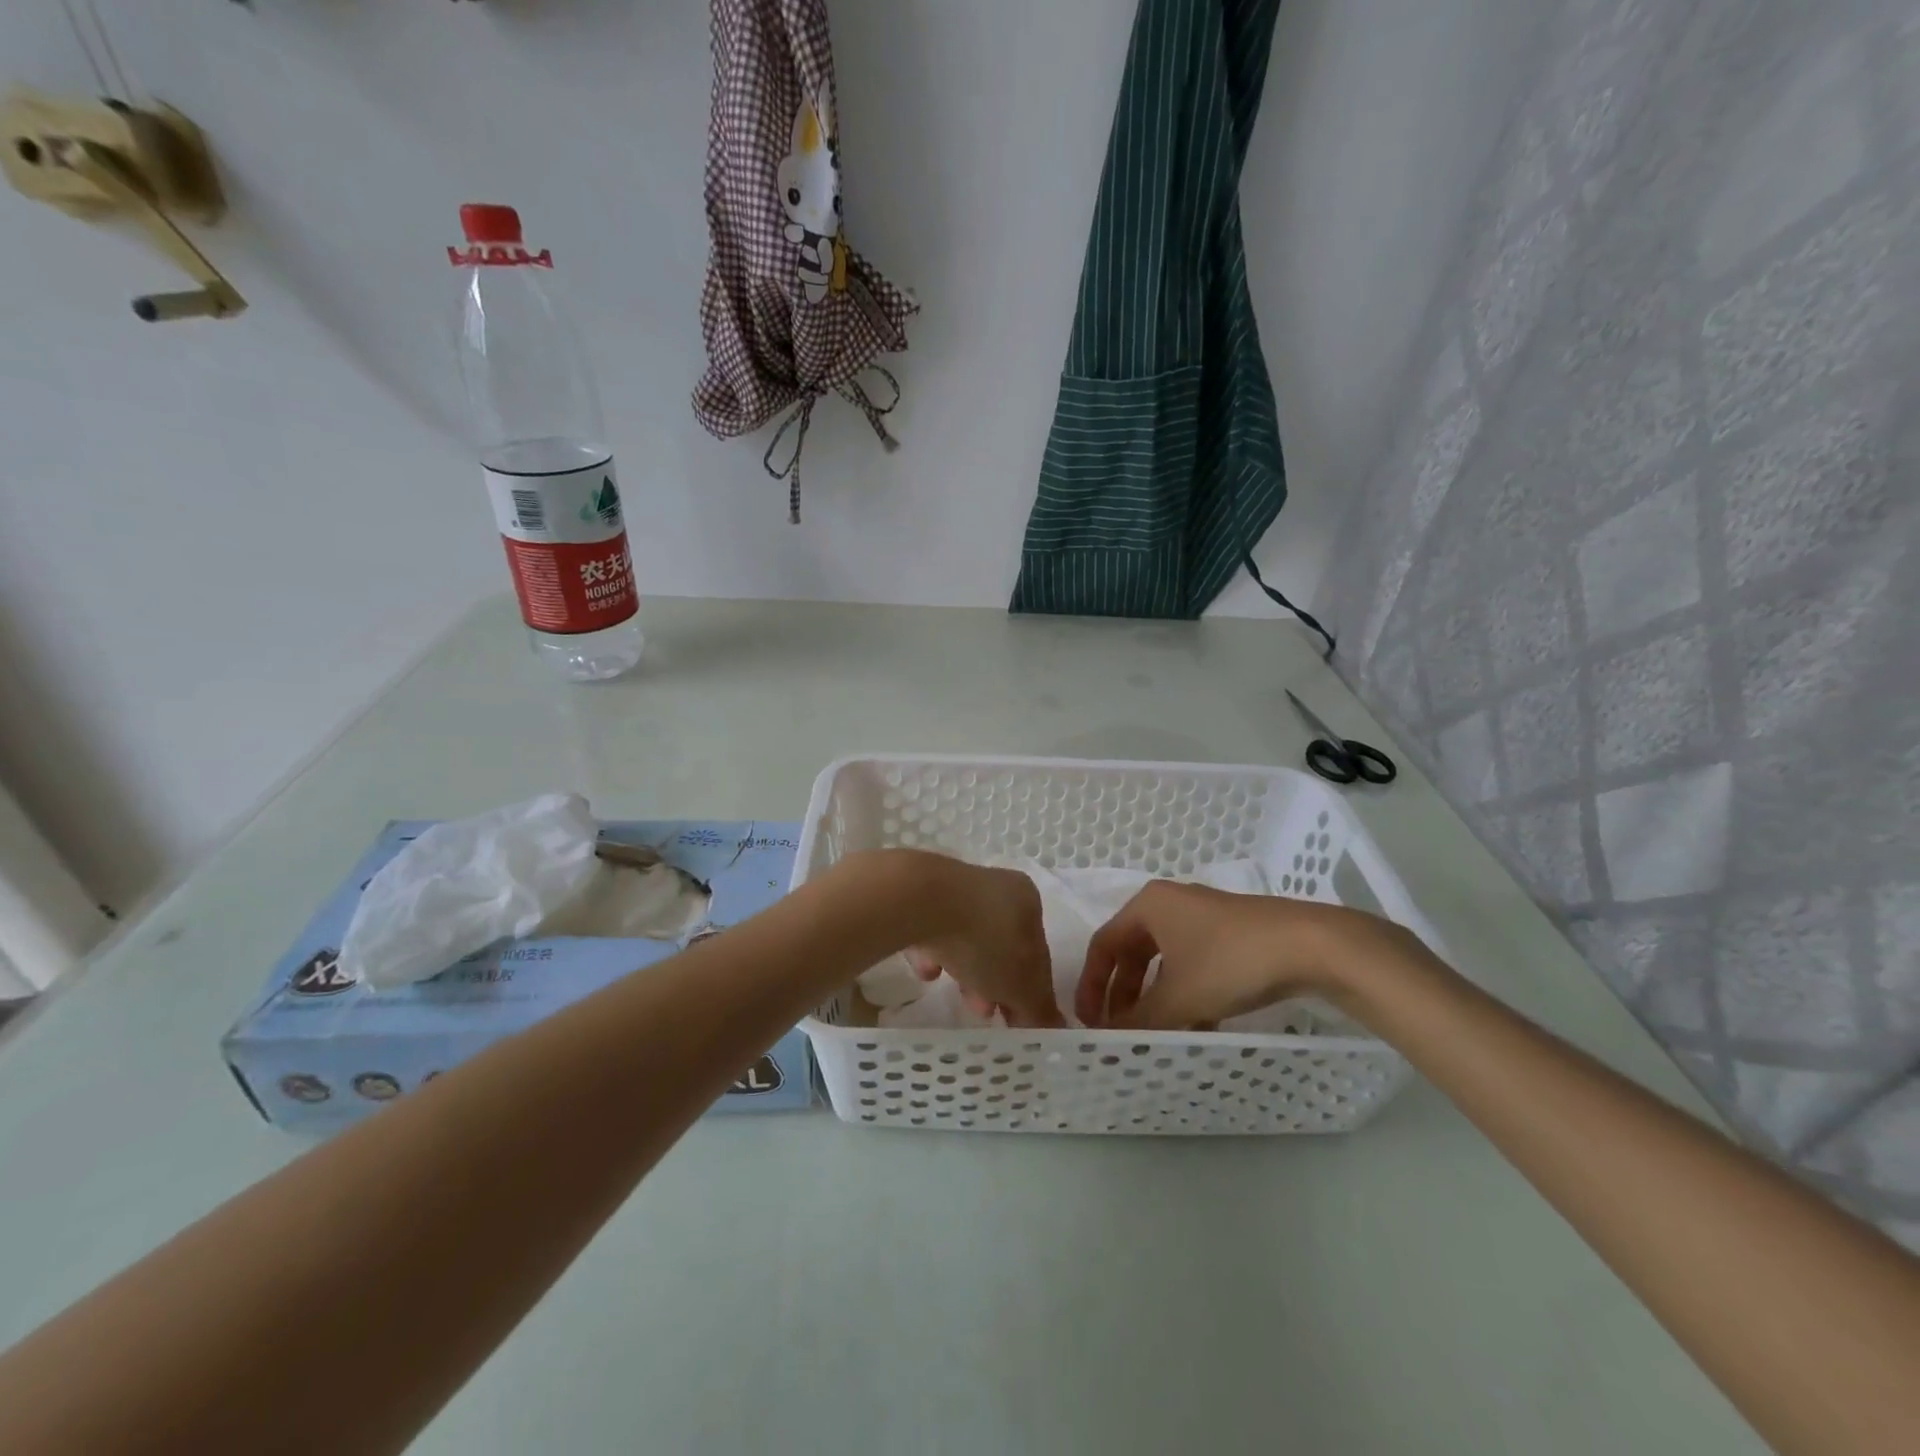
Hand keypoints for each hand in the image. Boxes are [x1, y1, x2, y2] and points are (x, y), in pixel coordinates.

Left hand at [897, 855, 1062, 1027]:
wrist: (920, 901)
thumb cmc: (984, 941)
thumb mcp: (1022, 985)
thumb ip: (1040, 1008)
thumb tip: (1055, 1027)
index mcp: (1027, 900)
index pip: (1037, 951)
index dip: (1030, 990)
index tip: (1015, 1019)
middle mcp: (994, 886)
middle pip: (1001, 945)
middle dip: (994, 983)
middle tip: (984, 1012)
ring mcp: (955, 888)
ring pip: (966, 939)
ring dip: (964, 970)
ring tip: (954, 994)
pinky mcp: (920, 894)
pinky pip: (933, 930)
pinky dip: (933, 952)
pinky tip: (925, 969)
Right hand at [1076, 881, 1414, 1028]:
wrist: (1312, 945)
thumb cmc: (1230, 961)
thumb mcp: (1178, 998)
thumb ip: (1138, 1021)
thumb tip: (1108, 1040)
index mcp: (1148, 906)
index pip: (1103, 945)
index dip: (1091, 985)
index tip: (1089, 1022)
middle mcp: (1171, 904)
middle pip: (1132, 953)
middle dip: (1124, 994)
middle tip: (1120, 1030)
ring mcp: (1204, 917)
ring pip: (1164, 961)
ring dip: (1155, 998)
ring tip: (1156, 1034)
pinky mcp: (1232, 933)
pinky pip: (1193, 964)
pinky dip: (1185, 993)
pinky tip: (1197, 1025)